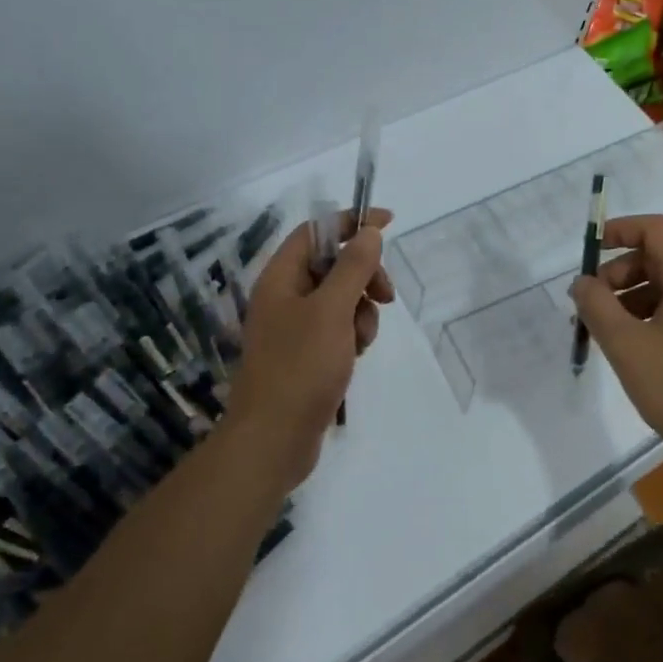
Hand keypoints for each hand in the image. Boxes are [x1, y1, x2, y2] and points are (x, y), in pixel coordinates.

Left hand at [225, 209, 393, 492]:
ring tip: (361, 340)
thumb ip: (353, 267)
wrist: (274, 439)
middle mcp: (284, 296)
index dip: (351, 222)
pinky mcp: (305, 354)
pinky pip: (337, 327)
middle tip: (385, 294)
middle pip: (332, 264)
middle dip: (363, 275)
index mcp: (280, 278)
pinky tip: (356, 356)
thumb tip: (369, 232)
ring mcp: (294, 327)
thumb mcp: (332, 311)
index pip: (316, 231)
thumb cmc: (300, 367)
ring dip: (361, 311)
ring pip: (340, 298)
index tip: (388, 222)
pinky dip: (352, 334)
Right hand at [569, 214, 662, 476]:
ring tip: (614, 332)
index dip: (622, 229)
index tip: (593, 249)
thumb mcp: (627, 348)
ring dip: (639, 299)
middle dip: (623, 273)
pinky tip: (646, 353)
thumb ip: (597, 308)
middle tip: (595, 304)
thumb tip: (582, 283)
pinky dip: (662, 318)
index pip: (658, 230)